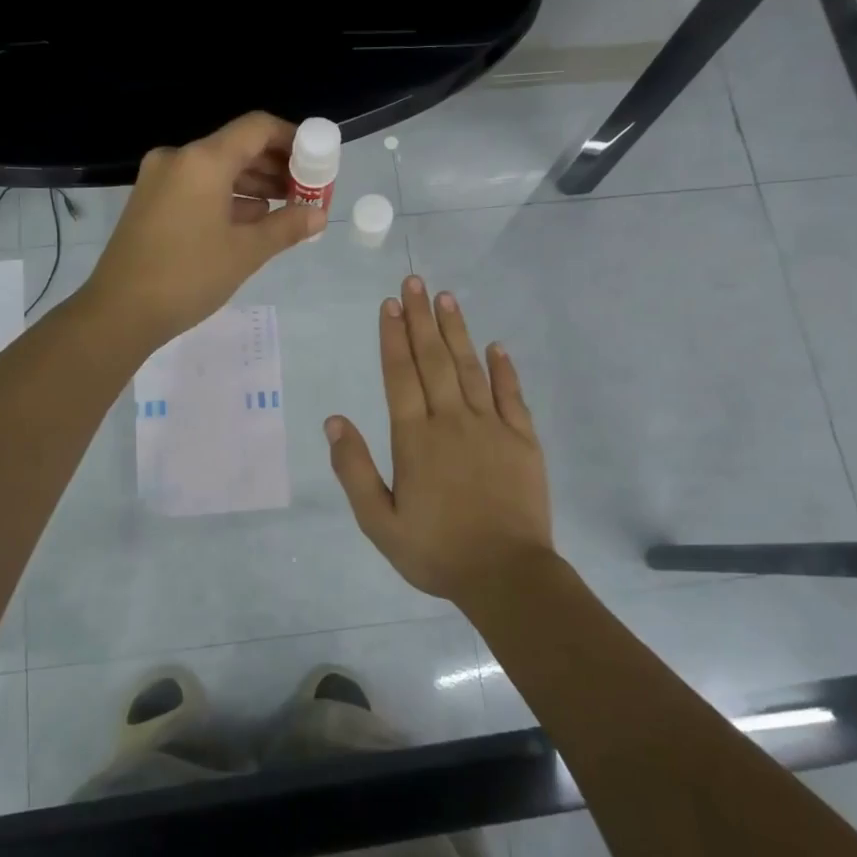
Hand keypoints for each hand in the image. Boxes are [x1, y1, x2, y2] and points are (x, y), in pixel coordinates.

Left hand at [82, 111, 323, 347]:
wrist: (119, 312)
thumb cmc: (188, 276)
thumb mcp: (246, 252)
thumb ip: (287, 227)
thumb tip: (319, 215)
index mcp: (203, 161)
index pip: (257, 128)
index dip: (292, 138)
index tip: (317, 161)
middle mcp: (178, 159)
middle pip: (237, 147)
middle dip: (276, 166)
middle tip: (307, 191)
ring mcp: (160, 180)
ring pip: (217, 169)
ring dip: (253, 184)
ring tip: (287, 208)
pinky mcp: (150, 202)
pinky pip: (198, 187)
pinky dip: (227, 197)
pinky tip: (252, 220)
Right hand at [325, 275, 554, 604]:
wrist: (506, 575)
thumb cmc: (436, 551)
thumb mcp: (379, 522)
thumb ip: (354, 470)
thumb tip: (334, 421)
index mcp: (414, 439)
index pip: (400, 375)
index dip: (392, 337)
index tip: (390, 304)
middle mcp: (451, 421)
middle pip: (433, 360)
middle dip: (421, 319)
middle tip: (416, 281)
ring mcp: (491, 427)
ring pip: (470, 368)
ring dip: (456, 331)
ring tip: (446, 298)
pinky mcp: (523, 440)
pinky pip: (511, 395)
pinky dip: (503, 368)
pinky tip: (496, 345)